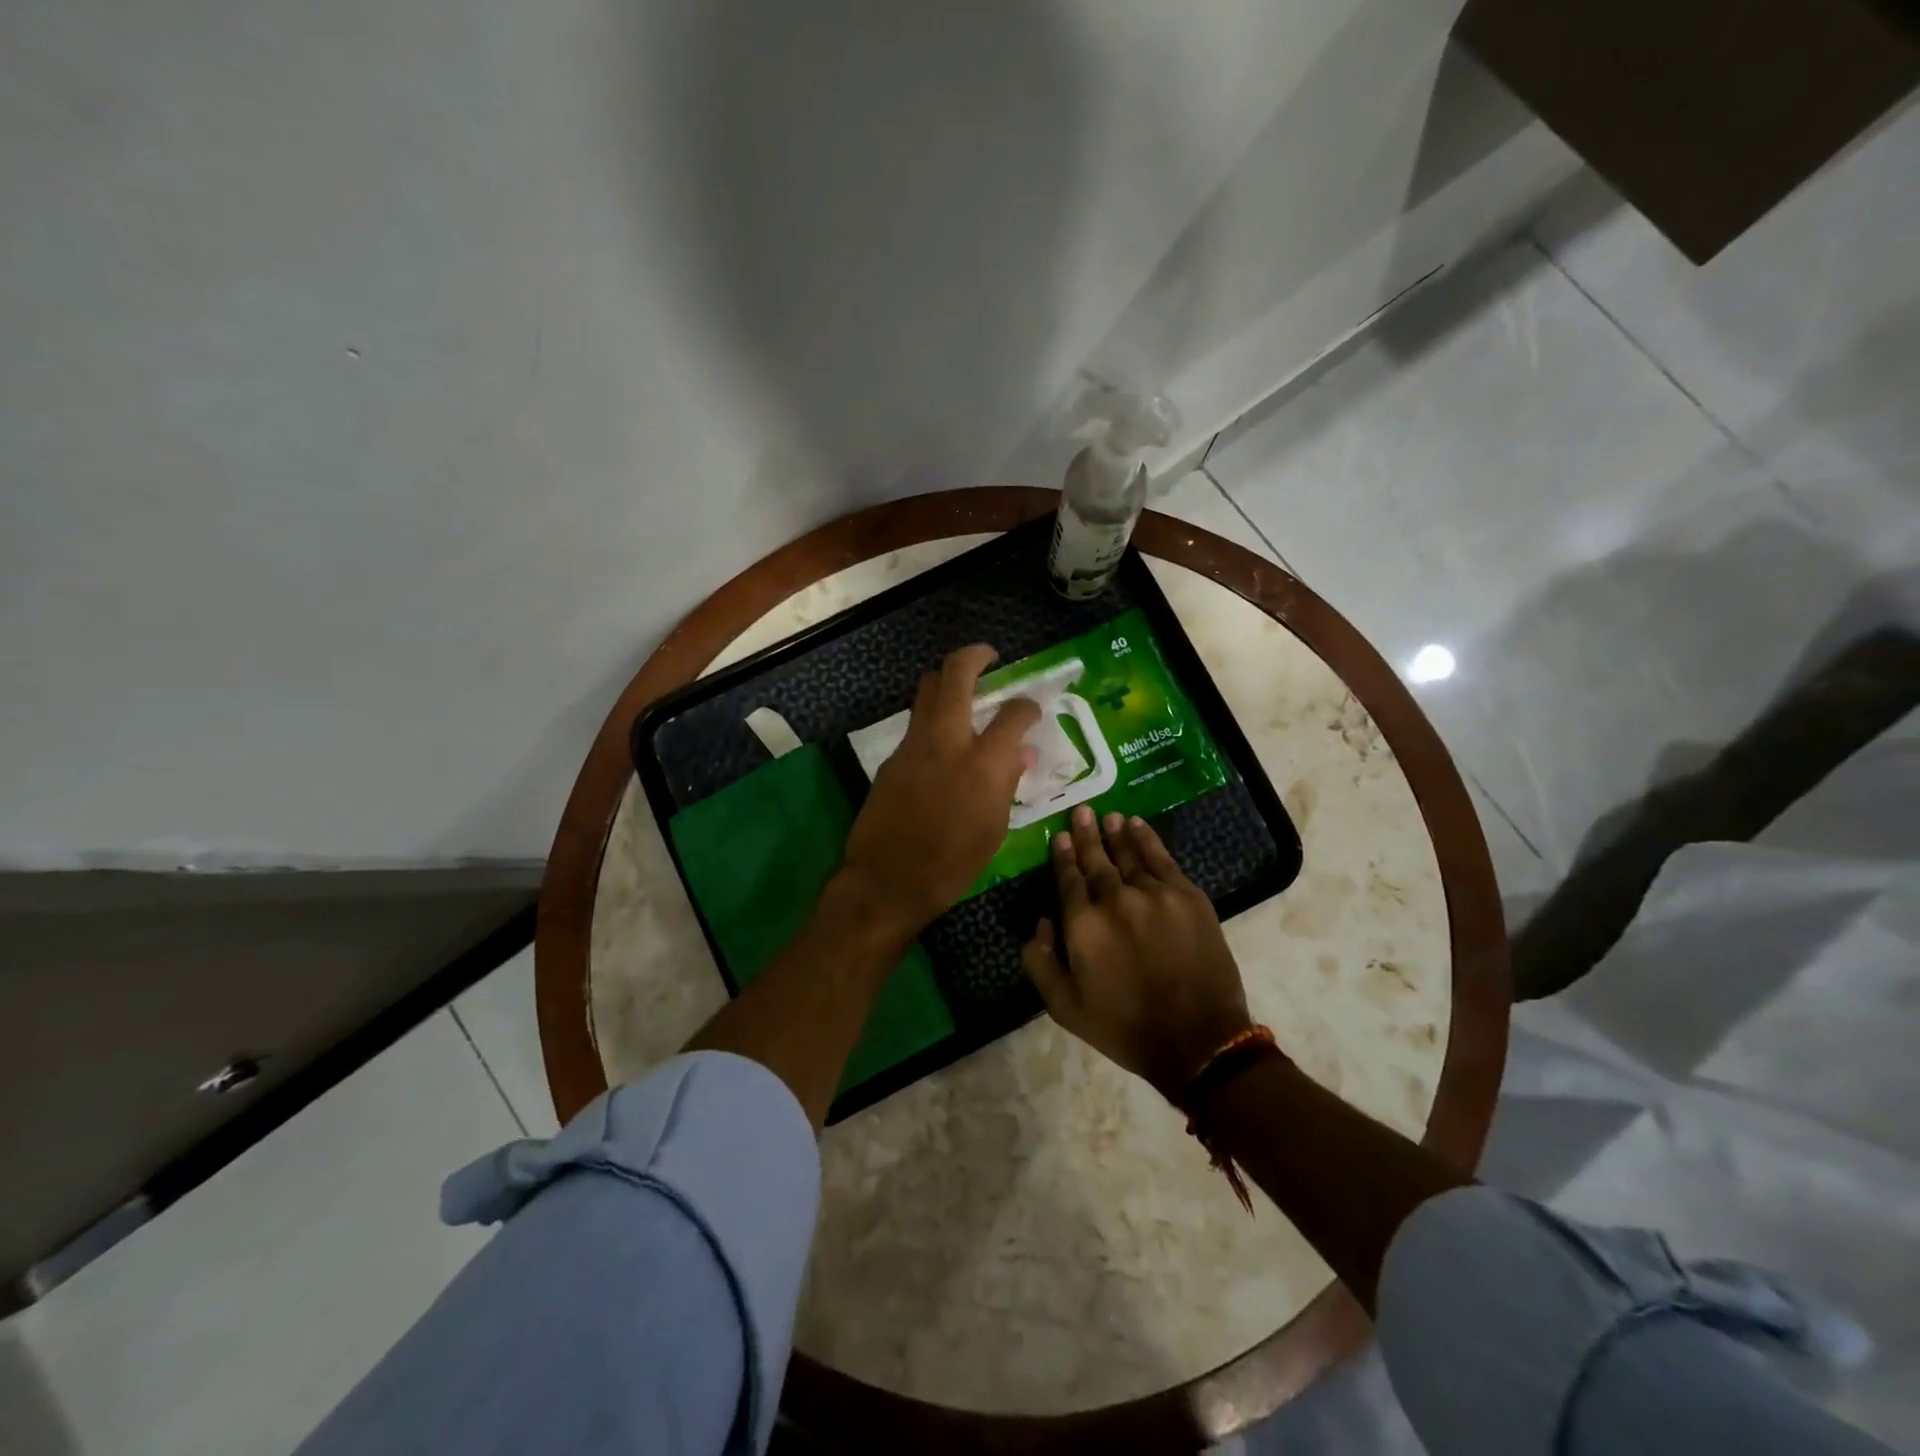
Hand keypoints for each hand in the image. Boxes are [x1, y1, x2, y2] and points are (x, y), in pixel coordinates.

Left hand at [842, 644, 1040, 934]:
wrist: (887, 880)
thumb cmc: (952, 865)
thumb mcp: (994, 829)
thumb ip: (1007, 782)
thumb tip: (1021, 753)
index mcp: (982, 764)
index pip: (1013, 714)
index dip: (1027, 706)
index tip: (1031, 709)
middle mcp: (946, 742)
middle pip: (955, 675)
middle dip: (975, 656)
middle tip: (989, 656)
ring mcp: (913, 746)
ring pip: (927, 690)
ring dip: (947, 681)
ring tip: (964, 690)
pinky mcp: (892, 758)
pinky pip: (916, 723)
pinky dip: (933, 718)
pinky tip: (943, 741)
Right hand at [1022, 806, 1253, 1101]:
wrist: (1198, 1041)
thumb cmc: (1125, 1027)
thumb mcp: (1065, 1008)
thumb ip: (1040, 963)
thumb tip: (1040, 923)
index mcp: (1083, 925)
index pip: (1069, 879)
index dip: (1064, 856)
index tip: (1060, 836)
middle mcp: (1115, 900)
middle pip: (1096, 860)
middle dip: (1086, 835)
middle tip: (1082, 811)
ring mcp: (1154, 895)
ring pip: (1129, 855)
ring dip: (1116, 834)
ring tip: (1108, 817)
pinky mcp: (1187, 896)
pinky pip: (1162, 859)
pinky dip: (1148, 840)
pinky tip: (1138, 826)